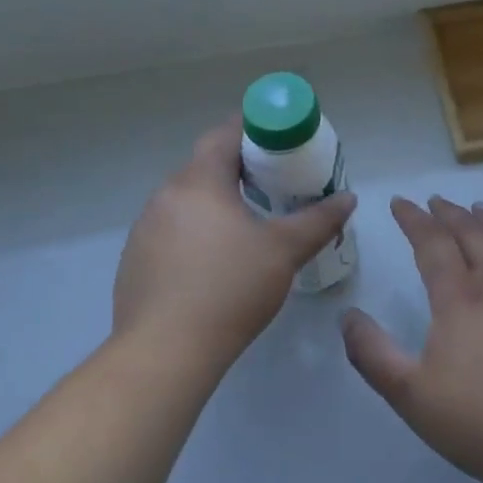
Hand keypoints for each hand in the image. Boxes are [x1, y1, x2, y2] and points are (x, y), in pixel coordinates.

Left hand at [113, 121, 355, 373]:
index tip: (279, 141)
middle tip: (273, 182)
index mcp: (198, 182)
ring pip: (186, 200)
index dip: (252, 130)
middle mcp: (164, 196)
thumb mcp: (284, 251)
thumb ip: (318, 220)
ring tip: (246, 222)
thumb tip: (348, 198)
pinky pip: (171, 230)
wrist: (165, 352)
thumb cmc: (230, 289)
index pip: (223, 135)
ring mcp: (144, 229)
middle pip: (204, 166)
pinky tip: (213, 262)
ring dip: (215, 202)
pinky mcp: (135, 260)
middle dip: (238, 167)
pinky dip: (195, 231)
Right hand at [343, 196, 482, 482]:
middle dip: (449, 213)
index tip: (400, 203)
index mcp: (460, 299)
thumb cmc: (475, 422)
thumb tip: (348, 316)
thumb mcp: (409, 394)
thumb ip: (372, 353)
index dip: (414, 220)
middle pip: (472, 234)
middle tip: (434, 201)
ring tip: (476, 208)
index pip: (433, 244)